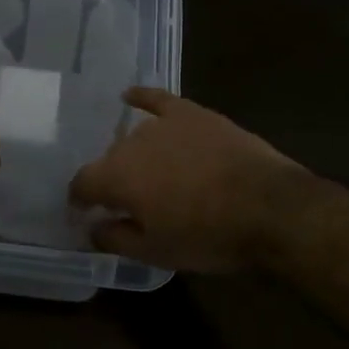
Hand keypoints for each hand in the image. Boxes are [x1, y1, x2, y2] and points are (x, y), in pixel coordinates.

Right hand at [68, 89, 316, 272]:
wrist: (269, 208)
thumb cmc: (208, 236)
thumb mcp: (156, 252)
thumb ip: (115, 239)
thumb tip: (93, 228)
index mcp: (116, 177)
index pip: (82, 184)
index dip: (79, 200)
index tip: (84, 213)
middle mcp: (131, 143)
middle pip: (110, 160)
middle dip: (112, 180)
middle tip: (128, 203)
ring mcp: (163, 124)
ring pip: (134, 138)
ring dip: (134, 155)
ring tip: (148, 173)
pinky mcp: (192, 113)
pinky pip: (158, 99)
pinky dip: (142, 97)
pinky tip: (129, 95)